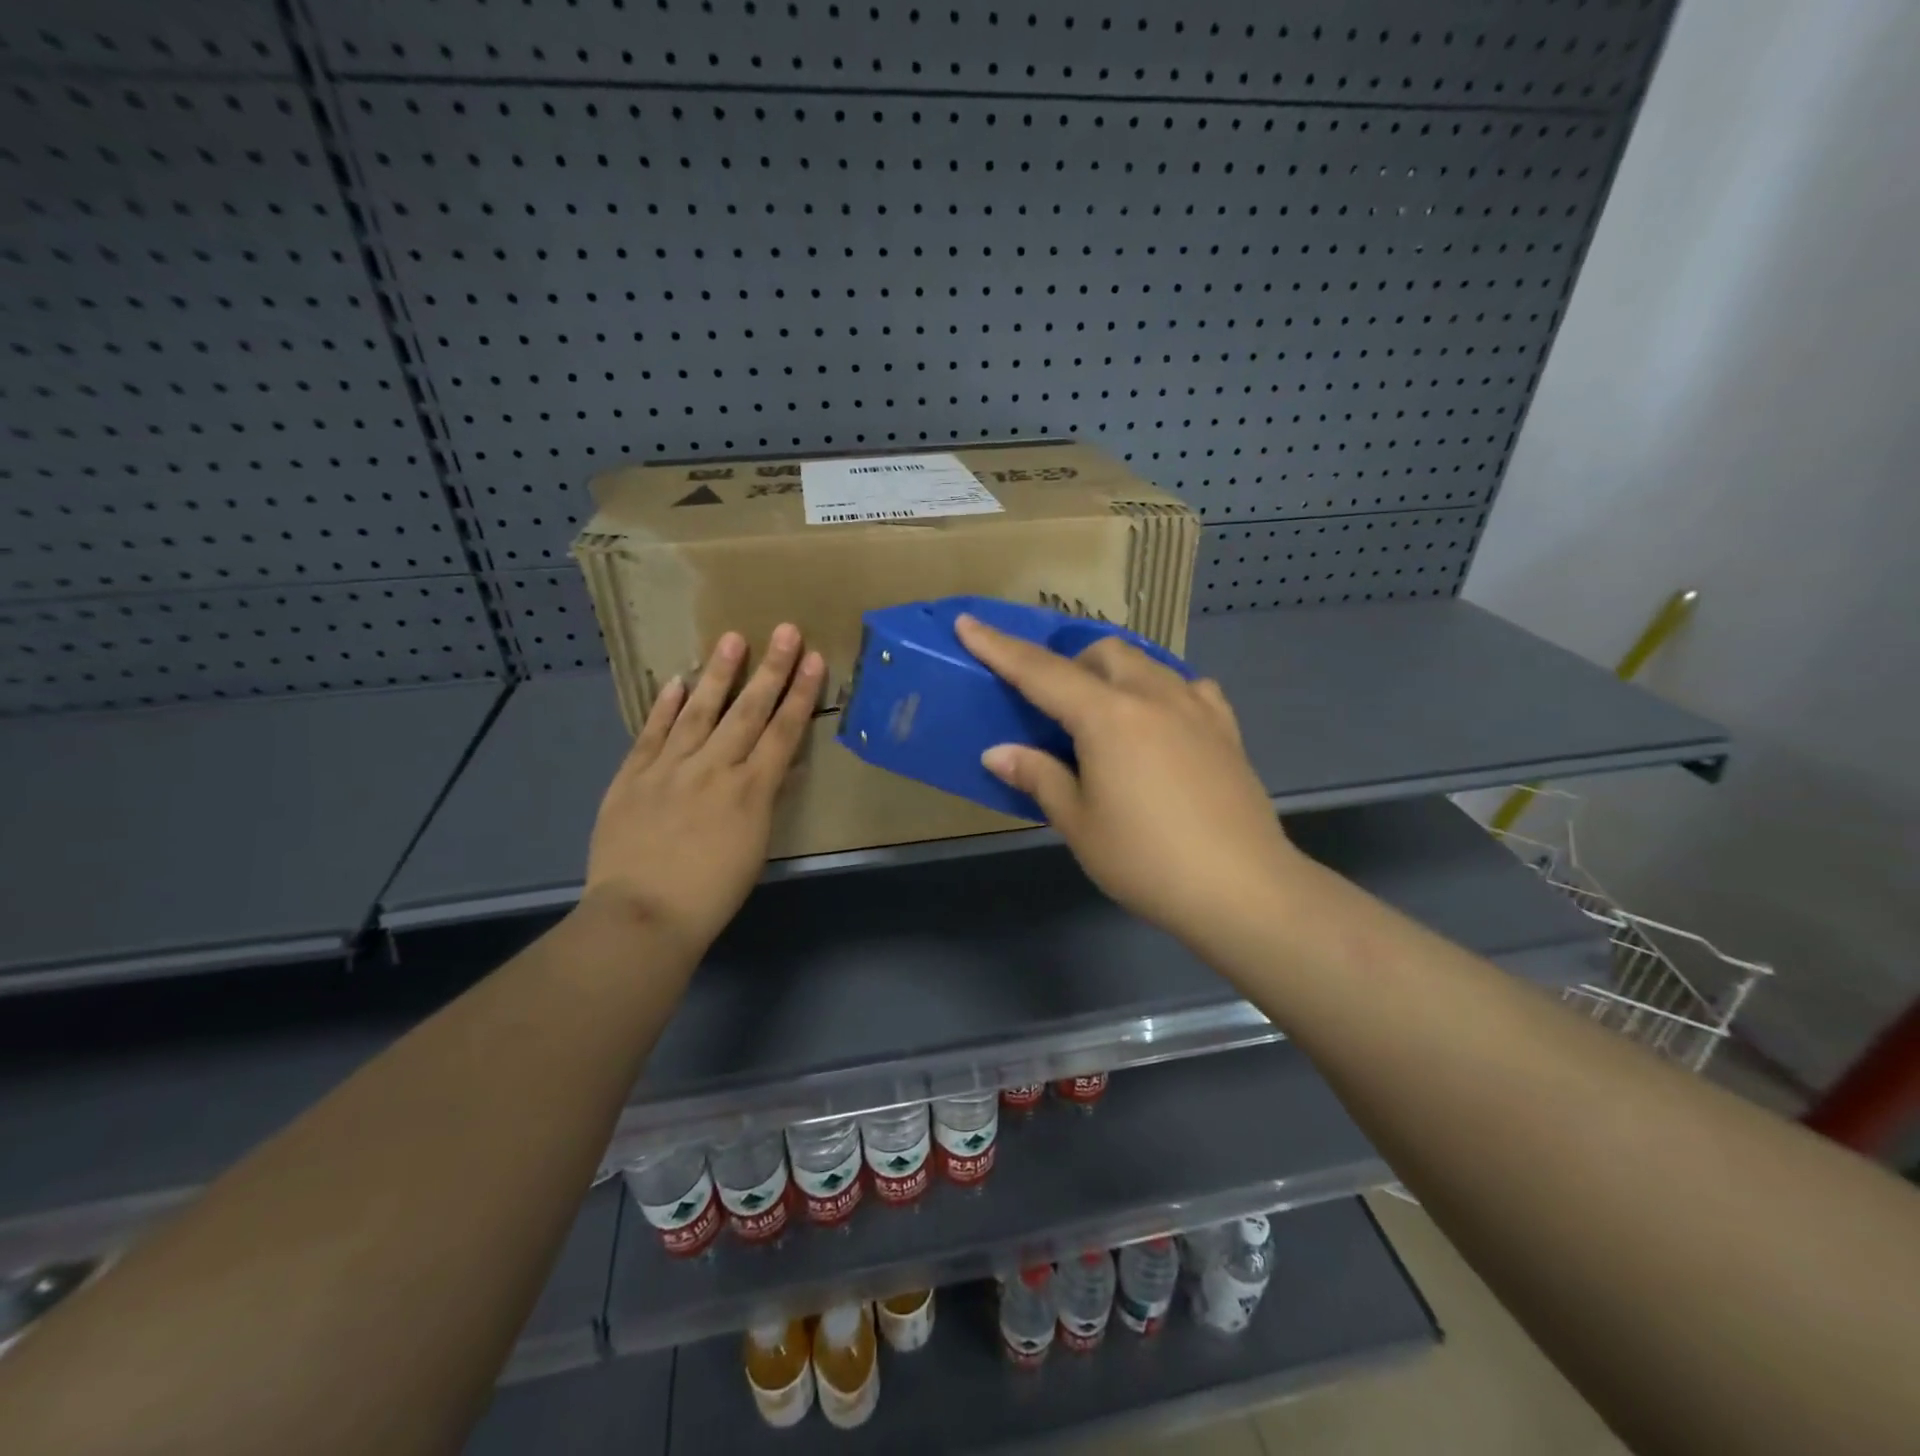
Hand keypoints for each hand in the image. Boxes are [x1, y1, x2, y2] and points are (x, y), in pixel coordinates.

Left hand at [584, 624, 823, 957]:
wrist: (642, 915)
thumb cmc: (711, 894)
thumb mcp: (755, 849)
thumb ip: (764, 802)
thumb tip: (777, 768)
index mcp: (751, 792)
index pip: (782, 732)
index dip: (800, 694)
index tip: (814, 660)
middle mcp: (714, 769)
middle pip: (748, 711)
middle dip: (771, 670)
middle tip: (785, 631)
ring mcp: (670, 768)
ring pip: (700, 711)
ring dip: (719, 674)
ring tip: (733, 638)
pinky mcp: (632, 776)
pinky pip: (652, 733)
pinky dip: (665, 706)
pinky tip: (677, 682)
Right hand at [956, 614, 1302, 948]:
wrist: (1242, 888)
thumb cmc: (1146, 860)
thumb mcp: (1078, 823)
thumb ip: (1038, 777)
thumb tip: (998, 752)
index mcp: (1108, 716)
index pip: (1041, 671)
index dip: (1000, 648)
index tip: (969, 624)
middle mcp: (1152, 696)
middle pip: (1103, 653)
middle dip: (1069, 664)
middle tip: (1055, 707)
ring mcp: (1196, 708)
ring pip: (1146, 662)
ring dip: (1114, 673)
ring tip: (1105, 715)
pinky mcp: (1225, 729)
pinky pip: (1187, 687)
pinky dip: (1161, 691)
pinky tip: (1159, 723)